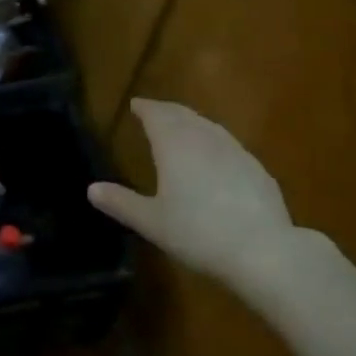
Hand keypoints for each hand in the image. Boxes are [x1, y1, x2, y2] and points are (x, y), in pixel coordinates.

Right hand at [88, 99, 295, 297]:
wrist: (263, 250)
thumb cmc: (198, 233)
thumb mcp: (151, 222)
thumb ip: (121, 203)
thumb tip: (91, 189)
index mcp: (174, 145)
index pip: (157, 115)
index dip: (145, 108)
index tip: (135, 104)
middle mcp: (204, 139)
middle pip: (183, 115)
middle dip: (167, 110)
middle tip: (154, 111)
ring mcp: (235, 151)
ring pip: (208, 126)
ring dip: (191, 122)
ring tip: (182, 127)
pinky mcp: (256, 168)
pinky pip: (227, 144)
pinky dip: (213, 141)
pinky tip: (215, 158)